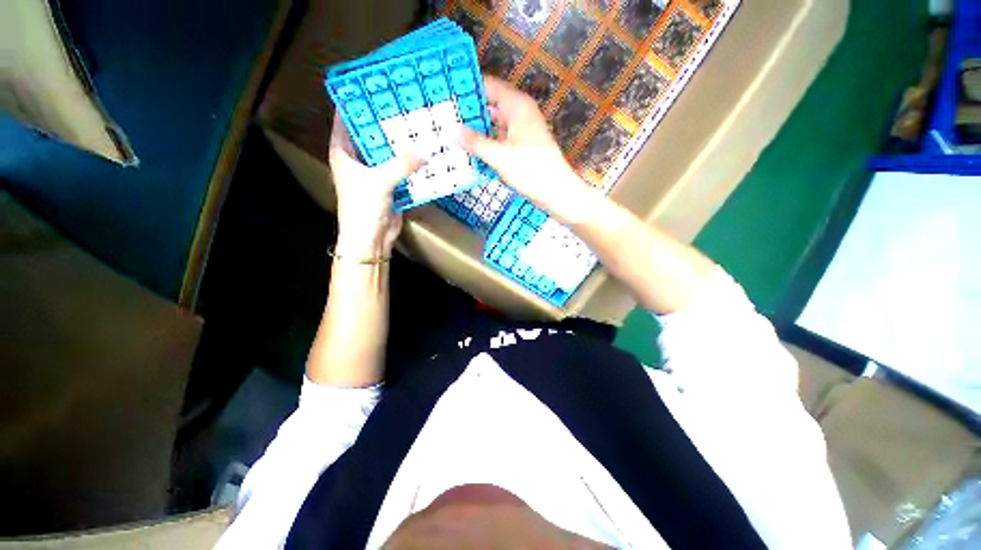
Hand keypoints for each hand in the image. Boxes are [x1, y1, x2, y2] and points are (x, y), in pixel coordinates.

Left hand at [328, 115, 421, 257]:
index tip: (375, 86)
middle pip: (371, 133)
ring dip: (401, 142)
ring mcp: (375, 171)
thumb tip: (425, 150)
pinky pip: (400, 168)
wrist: (371, 238)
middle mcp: (358, 158)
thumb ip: (401, 165)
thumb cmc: (363, 208)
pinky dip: (410, 162)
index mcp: (343, 151)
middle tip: (405, 104)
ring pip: (388, 151)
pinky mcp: (390, 184)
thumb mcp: (379, 182)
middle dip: (386, 121)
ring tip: (418, 125)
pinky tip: (424, 152)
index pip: (346, 118)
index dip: (357, 101)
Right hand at [459, 76, 594, 222]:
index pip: (488, 86)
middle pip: (490, 105)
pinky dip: (487, 142)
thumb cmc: (530, 170)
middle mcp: (520, 113)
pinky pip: (499, 138)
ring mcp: (521, 131)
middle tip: (444, 117)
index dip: (468, 88)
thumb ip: (475, 142)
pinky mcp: (521, 146)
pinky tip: (471, 150)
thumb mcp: (499, 156)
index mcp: (517, 105)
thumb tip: (451, 130)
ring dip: (477, 129)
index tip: (446, 94)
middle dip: (469, 112)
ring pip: (494, 124)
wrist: (556, 192)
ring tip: (452, 134)